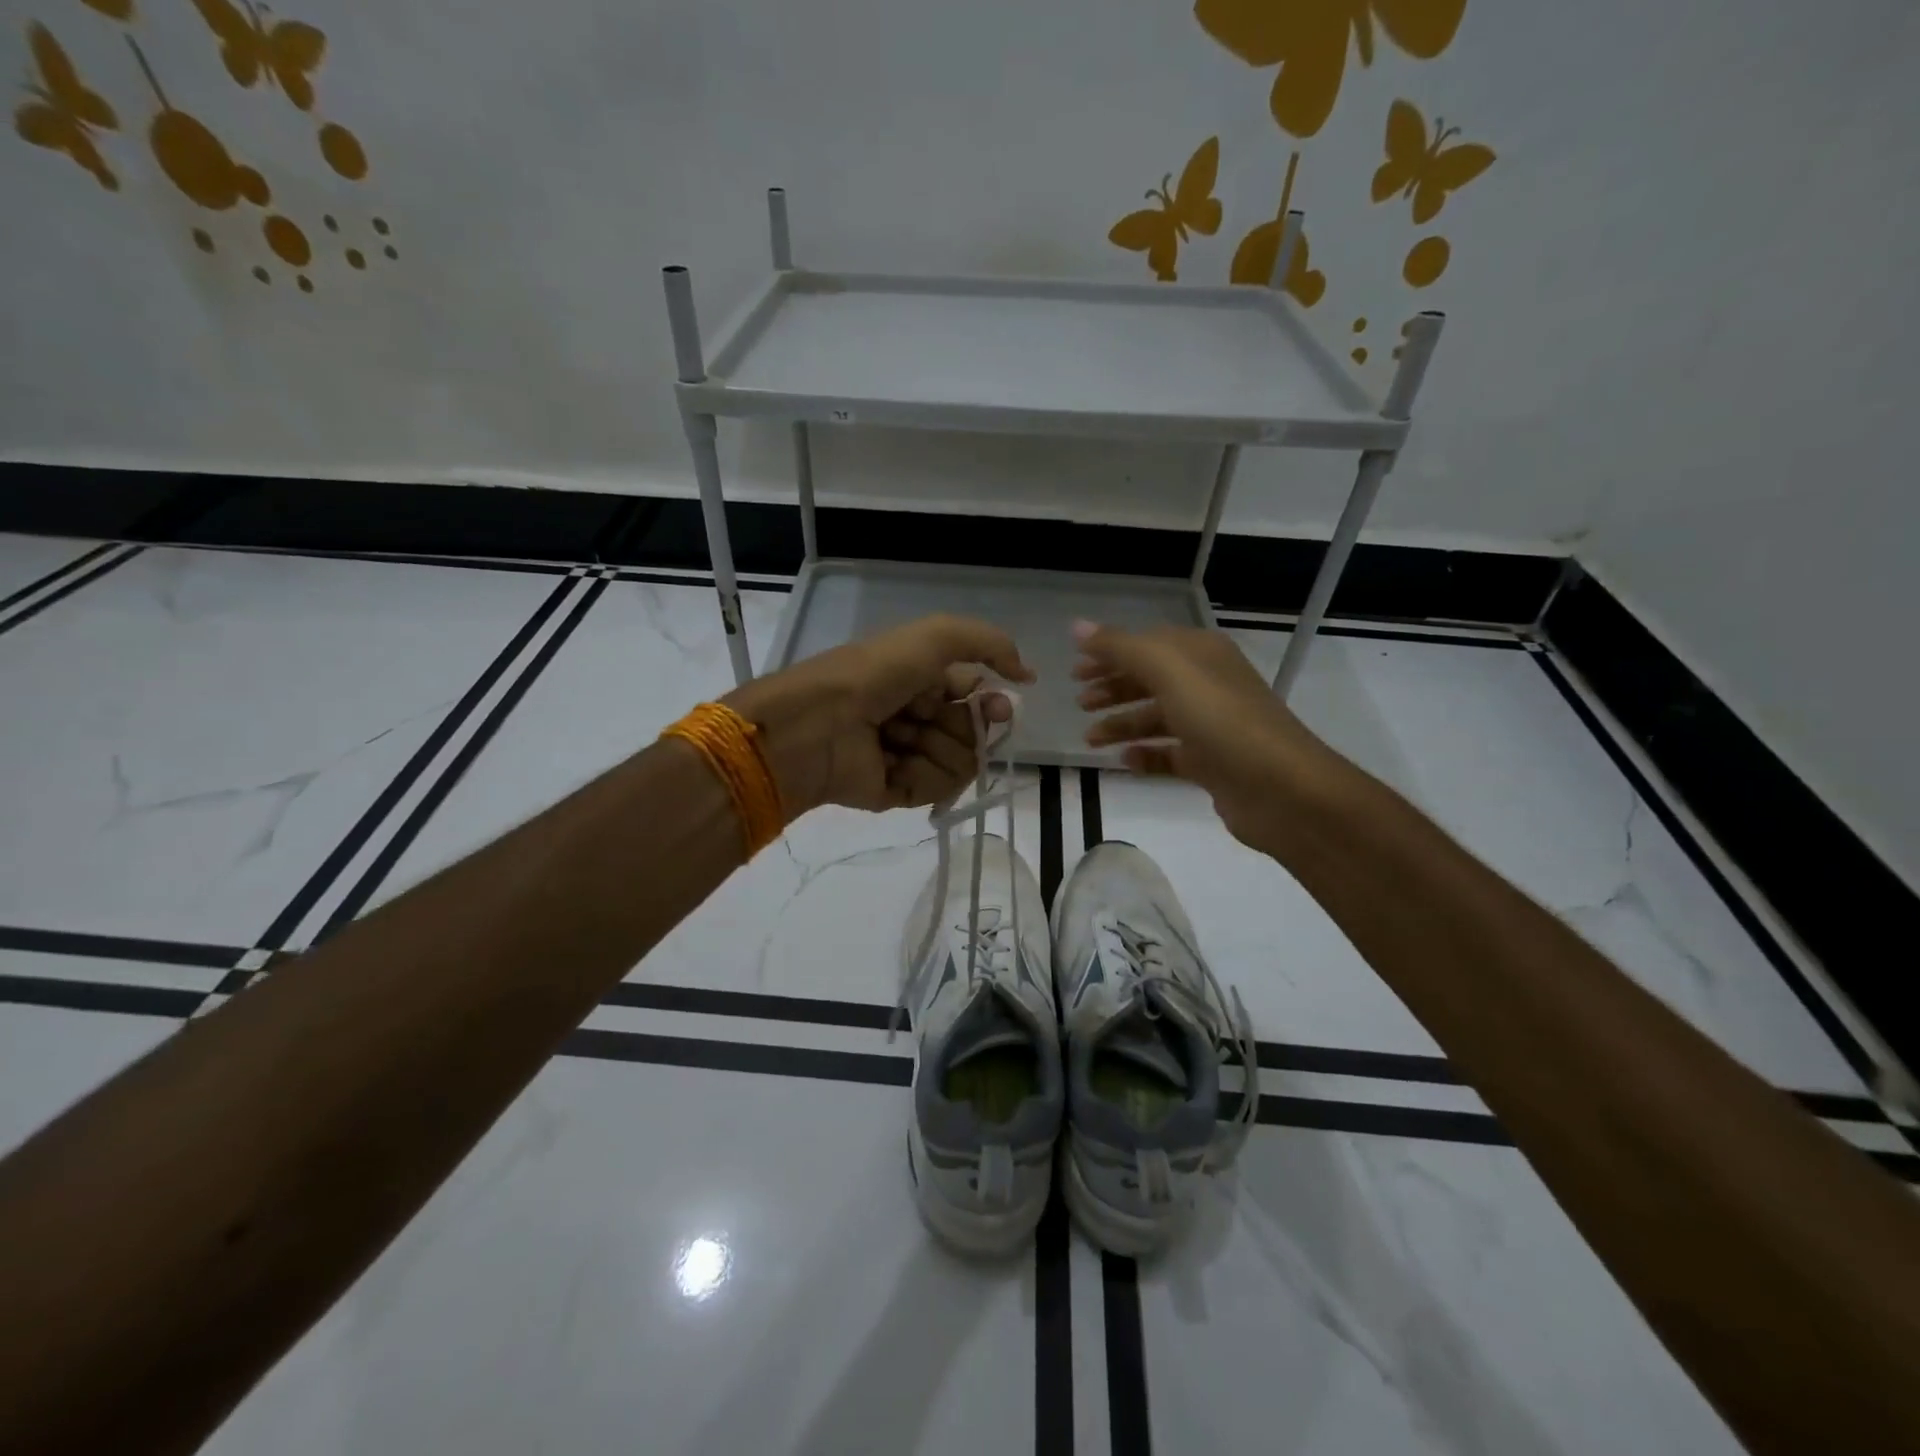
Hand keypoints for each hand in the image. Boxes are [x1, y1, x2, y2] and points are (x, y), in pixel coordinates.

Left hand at [725, 615, 1033, 817]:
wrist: (818, 725)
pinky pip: (938, 789)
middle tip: (933, 718)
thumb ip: (989, 644)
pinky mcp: (899, 792)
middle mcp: (918, 717)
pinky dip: (923, 774)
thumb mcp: (934, 637)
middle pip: (974, 731)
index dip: (993, 701)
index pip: (976, 695)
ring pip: (962, 761)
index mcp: (922, 680)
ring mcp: (910, 757)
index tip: (1000, 706)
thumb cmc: (874, 674)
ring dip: (939, 746)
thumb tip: (1028, 676)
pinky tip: (895, 763)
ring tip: (900, 737)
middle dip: (967, 726)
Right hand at [1072, 620, 1330, 848]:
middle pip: (1149, 680)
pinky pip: (1169, 755)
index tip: (1075, 671)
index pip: (1147, 644)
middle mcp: (1207, 684)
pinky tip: (1124, 762)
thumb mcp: (1167, 670)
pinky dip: (1145, 756)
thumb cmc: (1221, 719)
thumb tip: (1077, 627)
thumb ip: (1120, 647)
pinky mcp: (1211, 763)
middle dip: (1112, 689)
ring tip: (1090, 740)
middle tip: (1079, 704)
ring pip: (1156, 719)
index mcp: (1200, 654)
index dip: (1109, 654)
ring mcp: (1211, 726)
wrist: (1280, 788)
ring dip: (1121, 724)